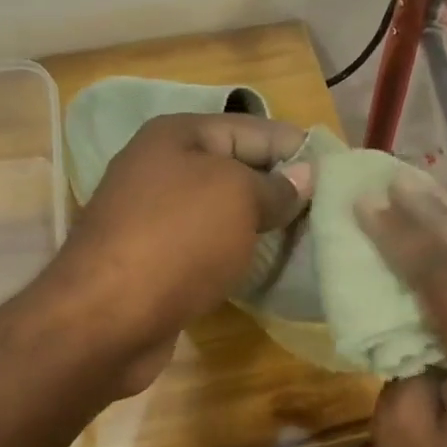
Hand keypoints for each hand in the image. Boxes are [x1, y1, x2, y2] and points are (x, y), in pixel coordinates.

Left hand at [47, 112, 312, 392]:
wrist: (105, 317)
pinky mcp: (152, 258)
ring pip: (222, 210)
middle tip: (331, 211)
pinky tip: (264, 266)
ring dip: (260, 224)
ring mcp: (152, 215)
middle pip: (237, 169)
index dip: (298, 149)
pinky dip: (234, 252)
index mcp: (178, 135)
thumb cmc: (177, 240)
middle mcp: (161, 167)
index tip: (341, 173)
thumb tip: (304, 177)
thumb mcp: (238, 198)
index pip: (255, 129)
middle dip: (281, 188)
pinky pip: (206, 244)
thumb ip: (275, 186)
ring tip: (308, 239)